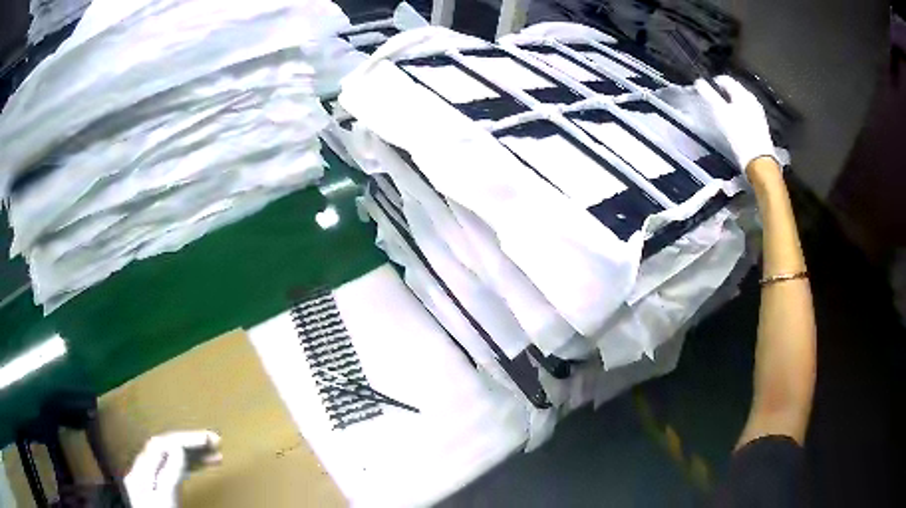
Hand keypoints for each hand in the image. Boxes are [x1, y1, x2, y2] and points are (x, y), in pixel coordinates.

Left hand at [124, 430, 221, 507]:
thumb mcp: (165, 498)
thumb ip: (169, 474)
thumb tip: (178, 448)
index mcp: (142, 471)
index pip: (161, 444)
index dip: (184, 438)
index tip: (207, 439)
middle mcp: (144, 472)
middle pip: (166, 449)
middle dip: (191, 443)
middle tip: (215, 441)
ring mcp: (151, 482)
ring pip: (172, 460)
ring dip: (193, 455)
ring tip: (215, 455)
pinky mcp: (160, 492)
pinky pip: (174, 472)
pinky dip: (189, 467)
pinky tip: (200, 468)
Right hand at [694, 75, 776, 174]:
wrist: (759, 161)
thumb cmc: (739, 135)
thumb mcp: (721, 113)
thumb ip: (709, 95)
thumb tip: (699, 81)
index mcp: (742, 93)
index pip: (725, 79)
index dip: (714, 82)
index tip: (706, 91)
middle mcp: (752, 100)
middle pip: (734, 90)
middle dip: (723, 93)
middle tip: (713, 102)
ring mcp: (758, 113)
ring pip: (741, 102)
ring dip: (731, 104)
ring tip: (723, 113)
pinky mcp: (760, 126)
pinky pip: (747, 113)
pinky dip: (739, 114)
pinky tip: (735, 124)